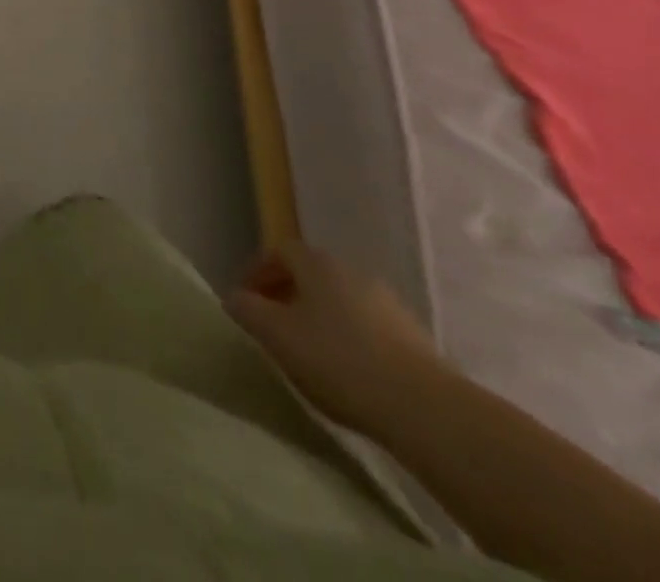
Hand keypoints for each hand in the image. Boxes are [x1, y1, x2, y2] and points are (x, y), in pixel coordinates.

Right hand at [225, 240, 446, 438]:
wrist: (425, 408)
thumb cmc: (338, 361)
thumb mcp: (276, 336)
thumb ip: (248, 310)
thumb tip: (234, 297)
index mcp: (318, 263)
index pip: (279, 251)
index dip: (258, 271)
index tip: (245, 298)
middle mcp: (352, 271)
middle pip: (312, 275)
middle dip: (288, 294)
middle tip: (273, 324)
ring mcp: (388, 304)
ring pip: (341, 301)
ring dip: (320, 318)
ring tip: (309, 353)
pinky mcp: (414, 338)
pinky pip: (368, 328)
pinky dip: (350, 340)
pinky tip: (347, 373)